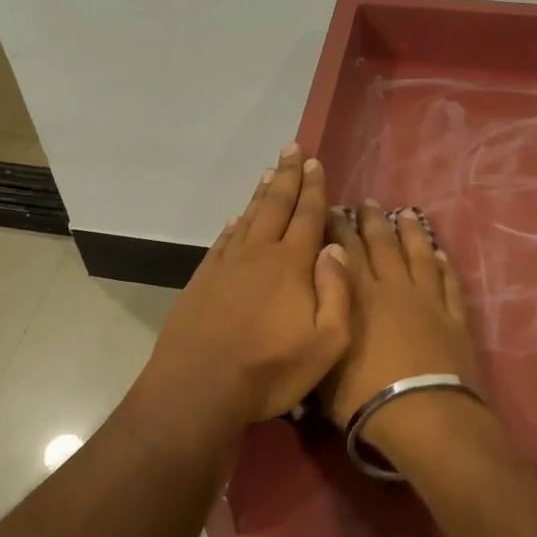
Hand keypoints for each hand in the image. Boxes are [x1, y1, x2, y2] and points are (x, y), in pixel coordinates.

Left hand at [141, 144, 351, 425]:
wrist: (199, 387)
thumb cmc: (269, 370)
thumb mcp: (326, 343)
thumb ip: (337, 292)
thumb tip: (336, 248)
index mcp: (291, 265)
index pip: (307, 216)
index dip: (314, 188)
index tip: (315, 162)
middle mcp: (258, 254)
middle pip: (276, 206)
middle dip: (288, 177)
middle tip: (293, 149)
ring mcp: (226, 265)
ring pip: (248, 218)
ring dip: (261, 194)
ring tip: (270, 172)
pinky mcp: (203, 280)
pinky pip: (223, 241)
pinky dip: (233, 224)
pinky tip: (237, 217)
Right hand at [323, 201, 478, 431]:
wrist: (422, 413)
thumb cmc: (363, 394)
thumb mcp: (324, 364)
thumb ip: (319, 328)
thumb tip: (312, 303)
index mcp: (358, 296)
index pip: (345, 252)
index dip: (338, 229)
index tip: (333, 210)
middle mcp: (392, 288)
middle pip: (382, 246)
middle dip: (371, 222)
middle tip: (366, 202)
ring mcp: (427, 301)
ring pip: (418, 256)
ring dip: (411, 233)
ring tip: (405, 213)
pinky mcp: (453, 318)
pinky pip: (448, 284)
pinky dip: (445, 267)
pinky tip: (440, 255)